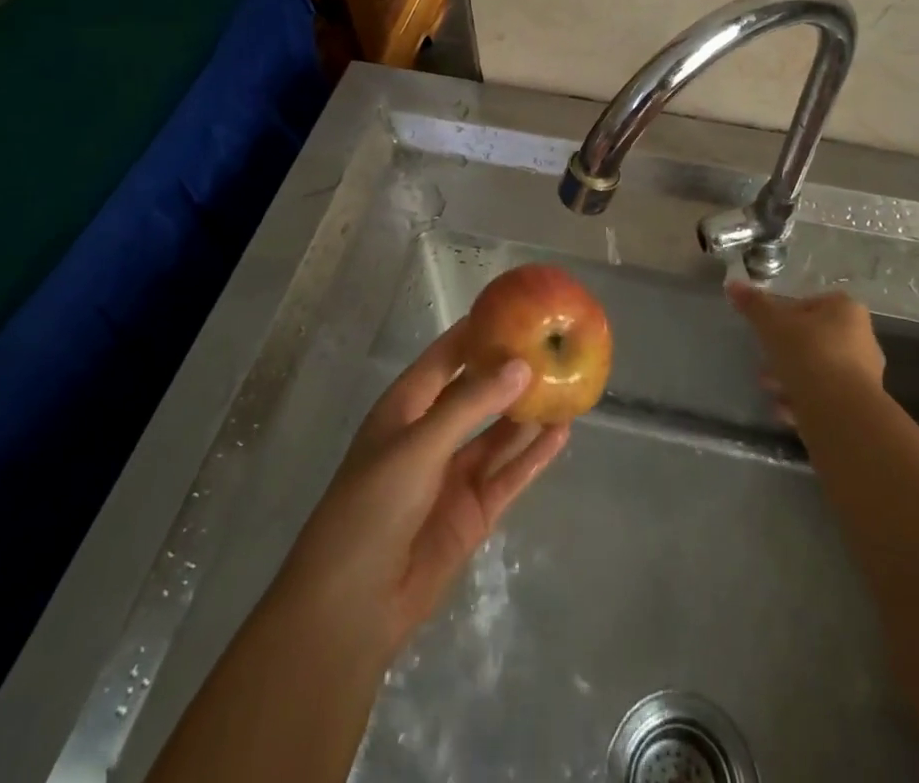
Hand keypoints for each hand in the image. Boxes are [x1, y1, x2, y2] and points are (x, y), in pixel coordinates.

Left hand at [270, 316, 570, 657]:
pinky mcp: (472, 511)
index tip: (514, 310)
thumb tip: (521, 365)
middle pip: (477, 393)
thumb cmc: (371, 507)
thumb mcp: (418, 445)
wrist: (351, 607)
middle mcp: (430, 434)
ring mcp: (452, 475)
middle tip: (553, 347)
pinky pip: (509, 474)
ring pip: (498, 434)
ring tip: (567, 385)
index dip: (476, 332)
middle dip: (510, 372)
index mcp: (405, 408)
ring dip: (528, 413)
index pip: (445, 357)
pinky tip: (562, 434)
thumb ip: (470, 405)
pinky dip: (534, 455)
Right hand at [727, 281, 884, 425]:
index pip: (810, 304)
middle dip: (786, 351)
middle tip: (764, 362)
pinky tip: (783, 409)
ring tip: (769, 388)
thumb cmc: (808, 354)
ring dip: (792, 377)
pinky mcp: (859, 406)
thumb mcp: (772, 324)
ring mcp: (864, 375)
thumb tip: (733, 284)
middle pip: (814, 339)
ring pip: (818, 369)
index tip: (767, 330)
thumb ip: (754, 305)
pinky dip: (803, 401)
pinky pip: (825, 396)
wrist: (839, 413)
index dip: (785, 316)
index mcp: (847, 311)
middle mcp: (862, 339)